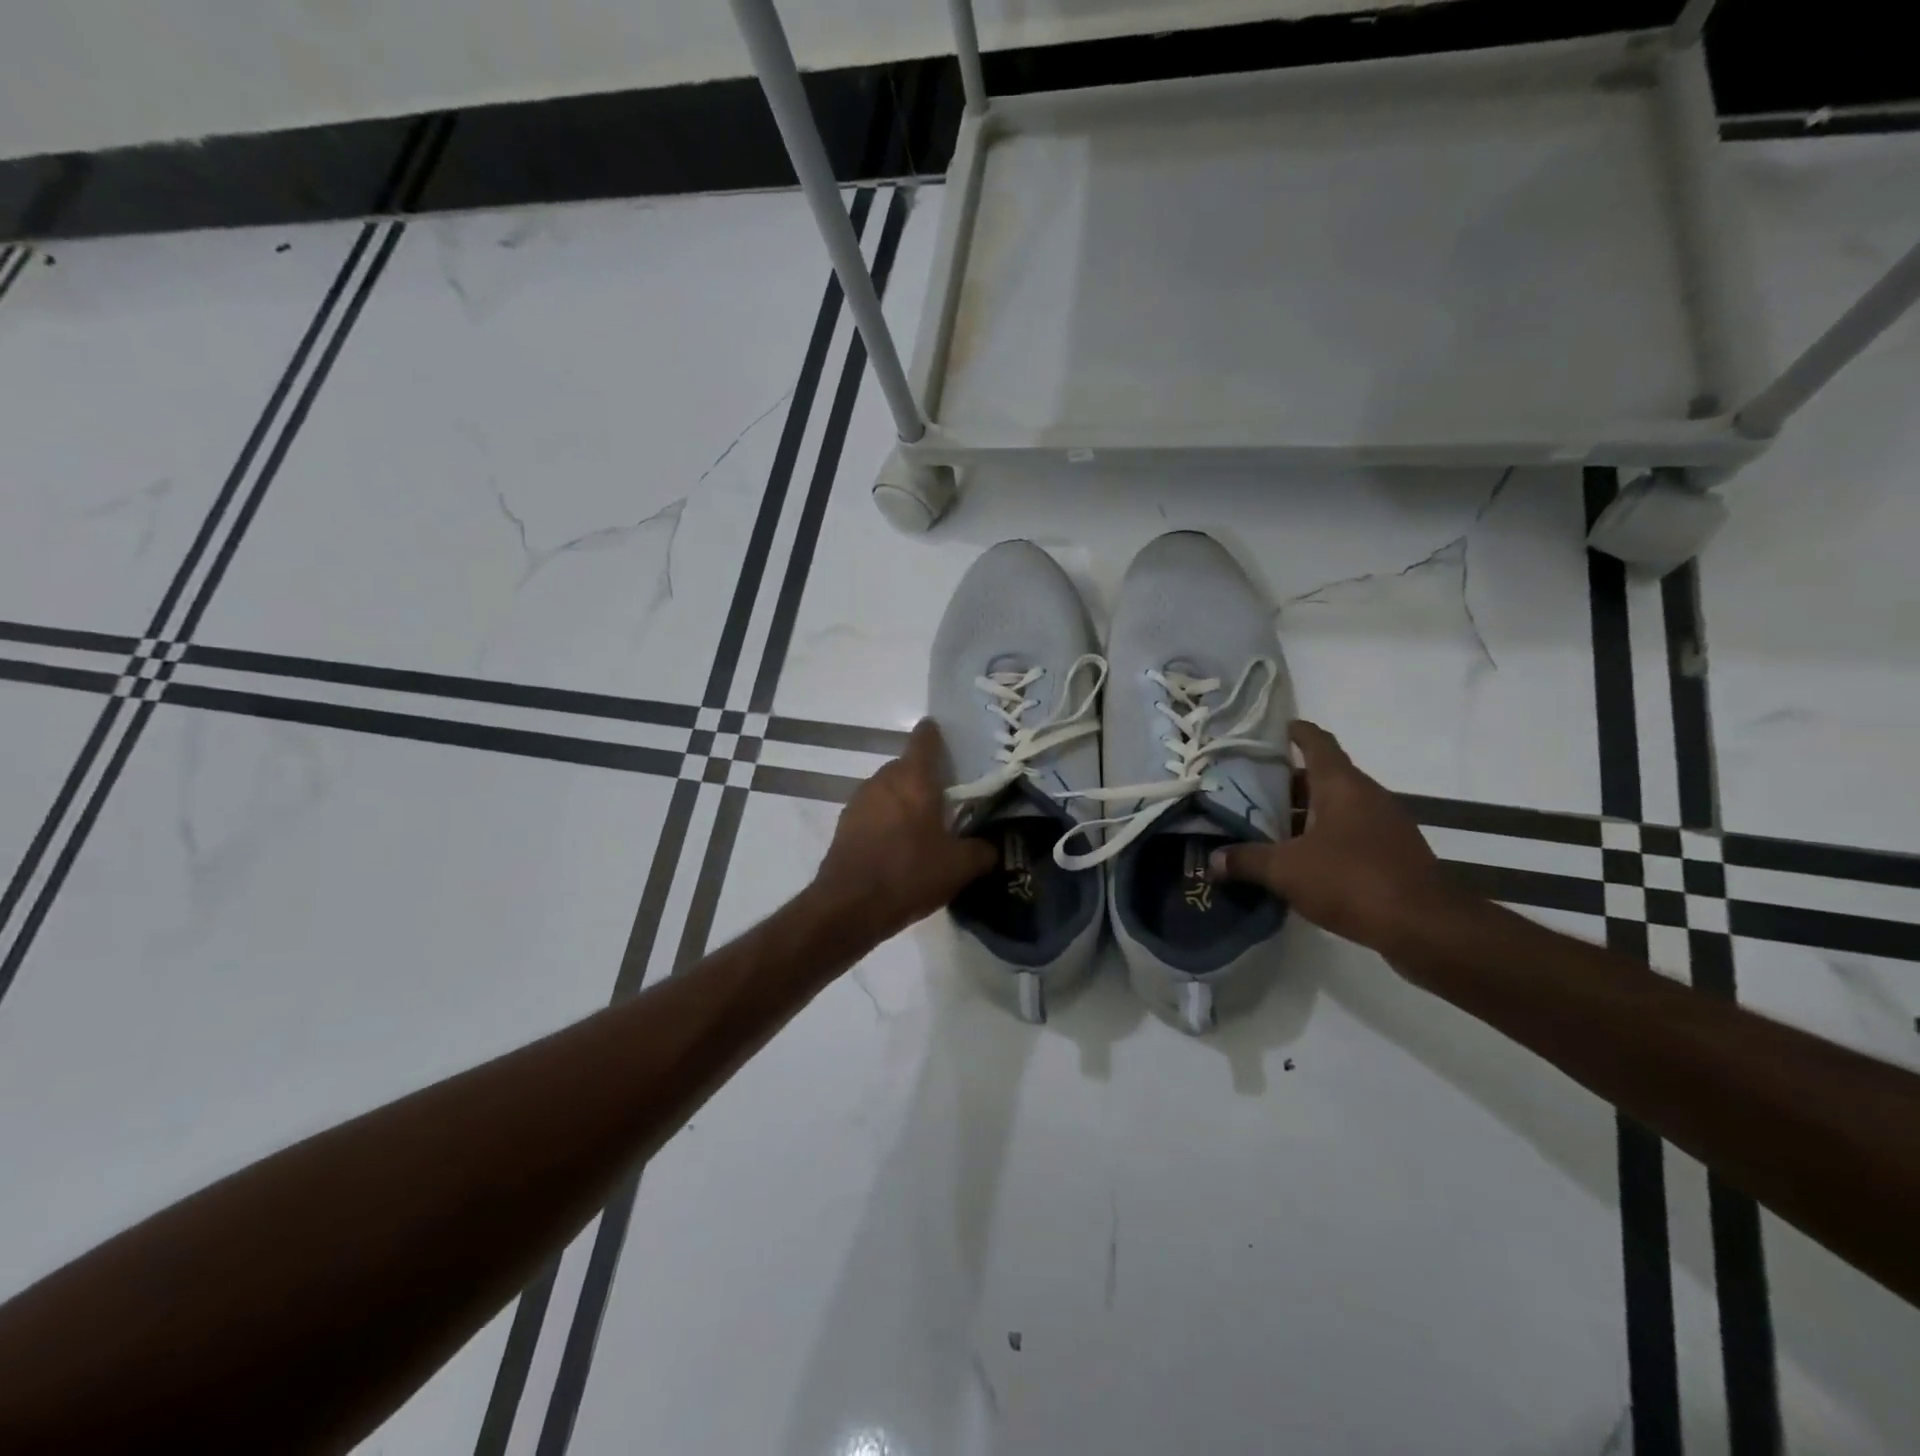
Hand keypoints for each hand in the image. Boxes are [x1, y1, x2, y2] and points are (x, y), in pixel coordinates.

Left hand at [813, 719, 996, 942]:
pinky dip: (887, 820)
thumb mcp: (959, 867)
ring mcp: (859, 800)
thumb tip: (992, 847)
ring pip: (888, 789)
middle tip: (948, 800)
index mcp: (914, 778)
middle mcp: (883, 779)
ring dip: (904, 800)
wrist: (849, 907)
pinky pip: (873, 811)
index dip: (937, 735)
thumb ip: (982, 851)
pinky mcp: (845, 824)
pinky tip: (899, 846)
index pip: (925, 738)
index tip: (950, 742)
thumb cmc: (909, 874)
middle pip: (907, 766)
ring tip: (924, 827)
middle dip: (926, 778)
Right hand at [1210, 720, 1463, 960]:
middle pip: (1322, 777)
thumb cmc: (1352, 880)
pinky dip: (1323, 838)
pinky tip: (1299, 861)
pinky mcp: (1392, 854)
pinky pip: (1349, 834)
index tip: (1272, 730)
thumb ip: (1247, 860)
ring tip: (1267, 827)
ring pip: (1336, 807)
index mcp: (1341, 785)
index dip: (1295, 732)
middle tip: (1250, 791)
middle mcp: (1366, 796)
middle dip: (1286, 783)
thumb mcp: (1287, 870)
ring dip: (1304, 814)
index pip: (1317, 742)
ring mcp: (1384, 825)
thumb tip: (1214, 859)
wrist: (1426, 927)